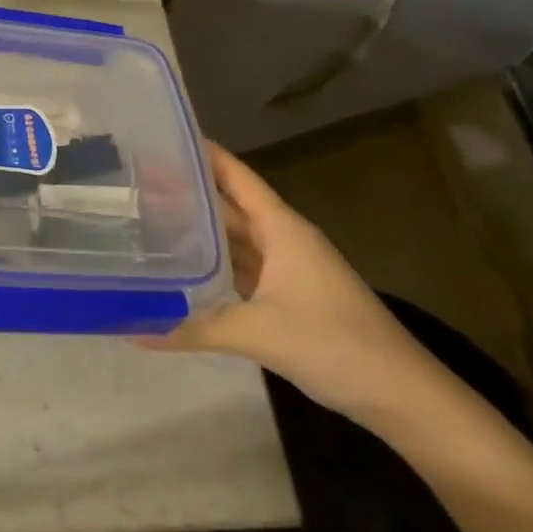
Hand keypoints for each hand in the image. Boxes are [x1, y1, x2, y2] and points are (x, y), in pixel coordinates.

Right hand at [149, 141, 451, 430]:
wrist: (400, 394)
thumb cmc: (334, 344)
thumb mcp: (258, 333)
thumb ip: (193, 327)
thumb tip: (132, 327)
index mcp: (282, 229)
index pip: (234, 175)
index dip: (200, 153)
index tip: (158, 137)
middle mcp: (282, 239)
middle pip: (228, 204)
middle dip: (187, 191)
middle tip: (135, 180)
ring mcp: (286, 269)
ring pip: (233, 238)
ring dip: (198, 228)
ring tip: (149, 215)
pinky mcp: (286, 297)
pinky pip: (240, 268)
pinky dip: (212, 264)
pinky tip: (183, 267)